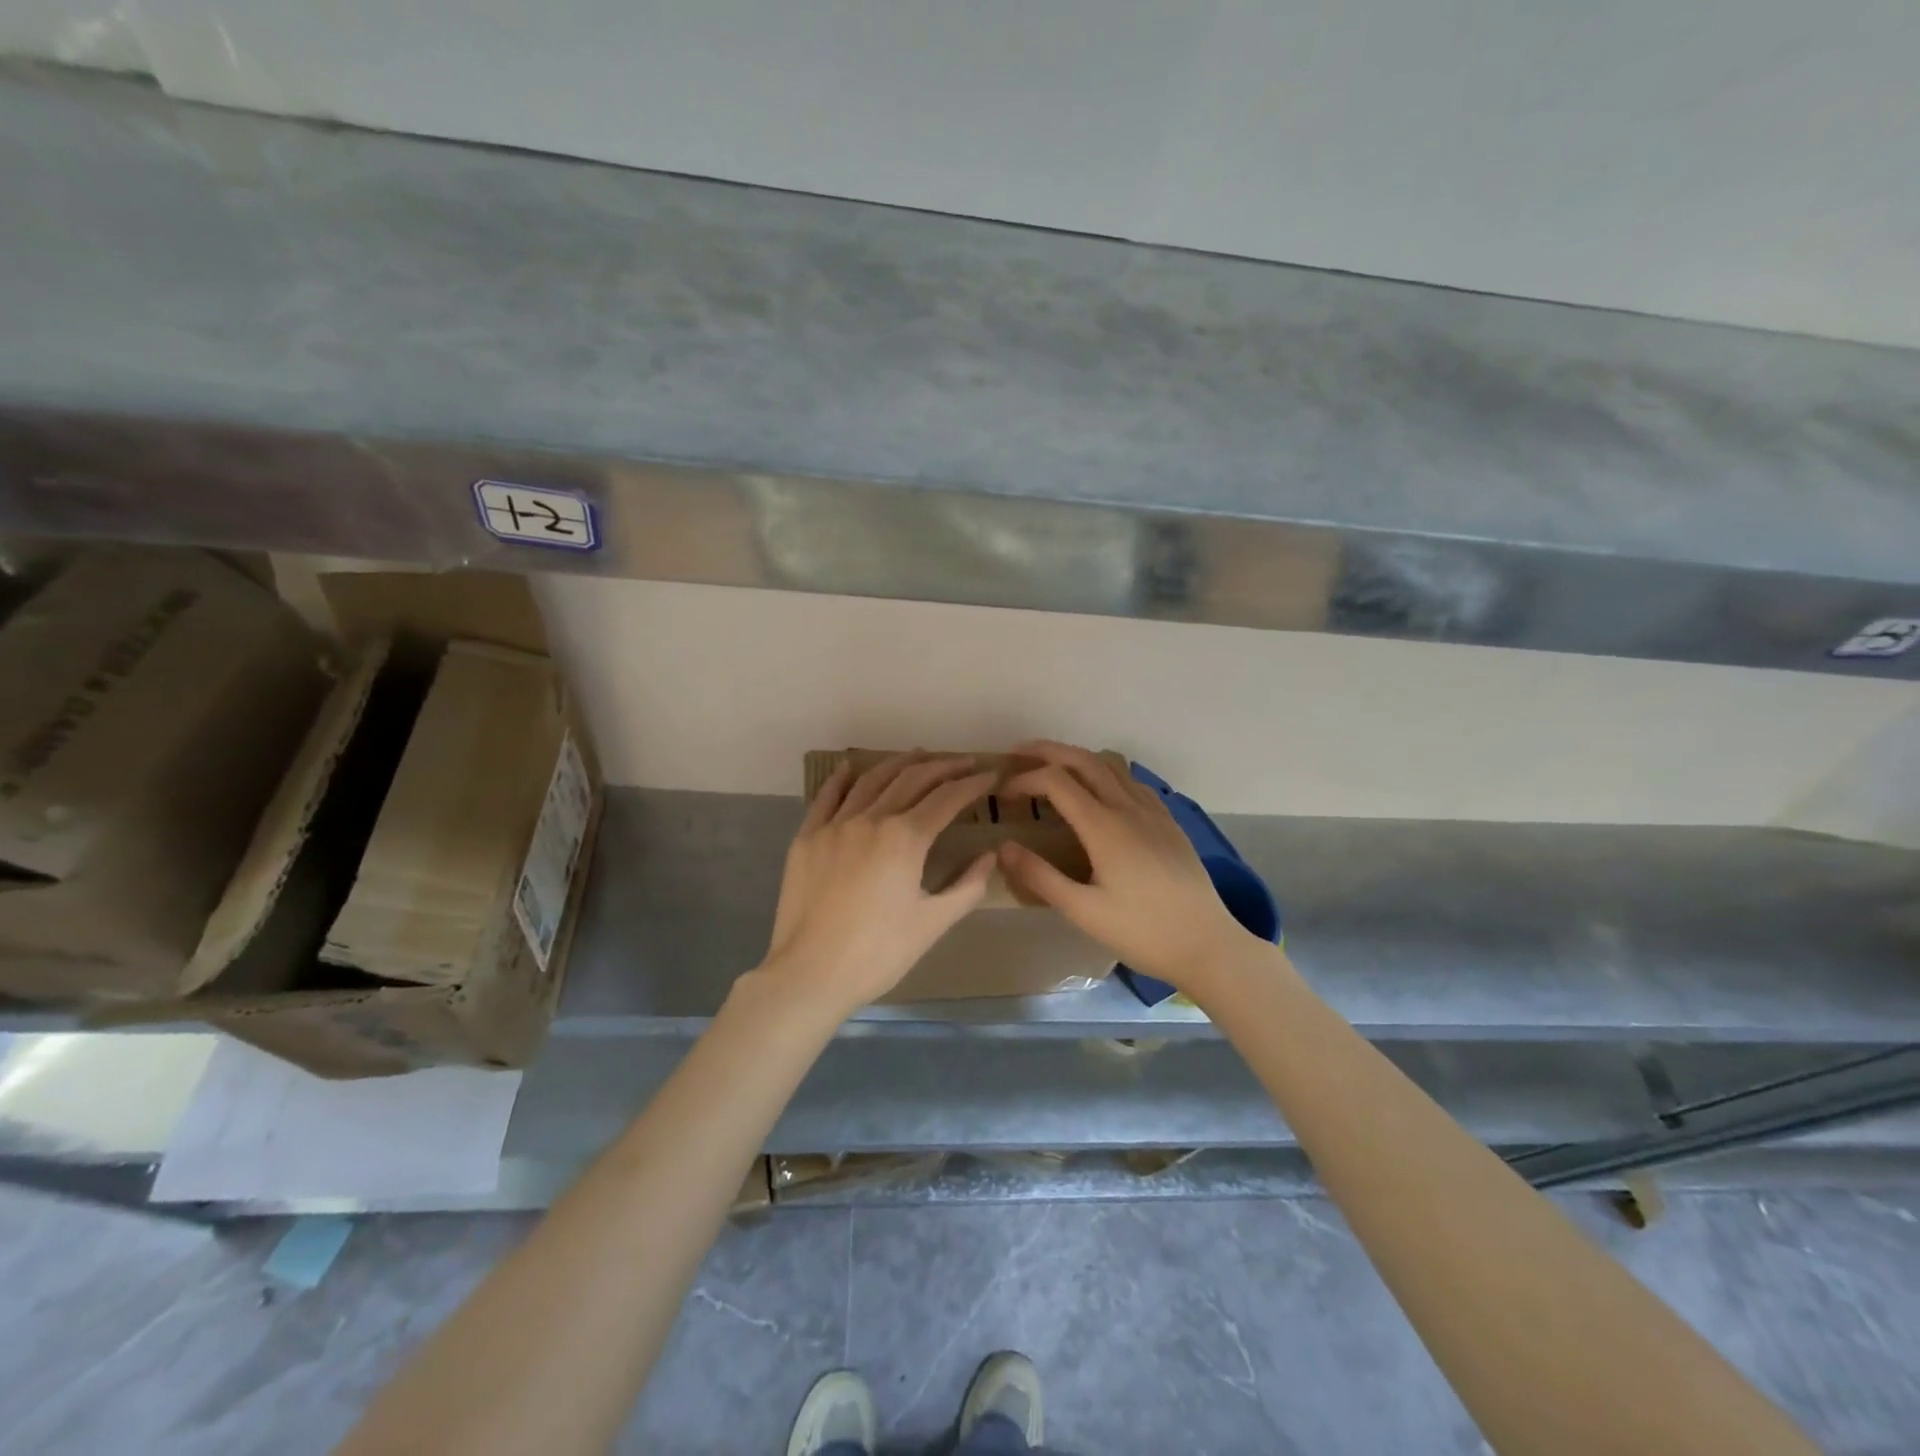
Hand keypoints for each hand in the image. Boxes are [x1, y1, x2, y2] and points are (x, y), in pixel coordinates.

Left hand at [759, 753, 998, 1016]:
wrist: (810, 974)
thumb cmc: (879, 953)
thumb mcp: (933, 923)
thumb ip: (967, 885)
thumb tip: (989, 855)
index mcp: (905, 838)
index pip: (946, 799)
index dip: (972, 785)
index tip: (990, 775)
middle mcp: (870, 820)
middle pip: (912, 780)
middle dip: (942, 767)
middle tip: (964, 762)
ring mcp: (835, 825)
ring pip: (872, 781)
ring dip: (899, 764)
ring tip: (920, 755)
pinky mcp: (807, 837)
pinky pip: (827, 797)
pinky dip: (842, 778)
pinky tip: (852, 766)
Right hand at [998, 741, 1254, 991]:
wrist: (1208, 944)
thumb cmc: (1142, 932)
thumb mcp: (1083, 912)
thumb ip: (1040, 877)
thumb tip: (1003, 848)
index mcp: (1104, 826)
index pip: (1056, 781)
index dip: (1024, 779)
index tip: (1003, 795)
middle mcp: (1128, 807)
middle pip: (1083, 759)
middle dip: (1047, 751)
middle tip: (1017, 756)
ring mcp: (1153, 811)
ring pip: (1111, 765)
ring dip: (1077, 758)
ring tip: (1053, 770)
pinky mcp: (1169, 822)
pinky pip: (1132, 781)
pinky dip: (1106, 773)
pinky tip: (1100, 794)